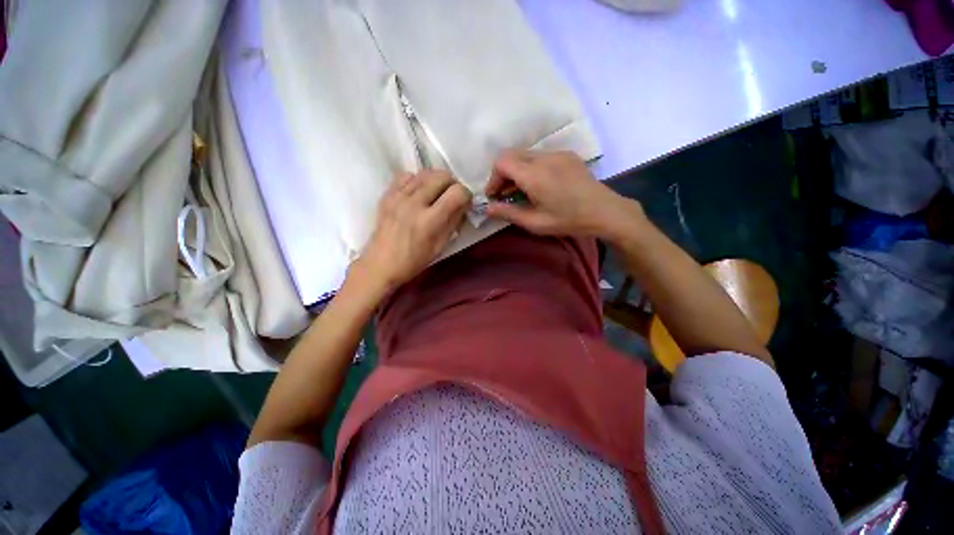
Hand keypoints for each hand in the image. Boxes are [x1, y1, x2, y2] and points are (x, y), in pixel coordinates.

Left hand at [355, 170, 470, 292]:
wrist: (380, 264)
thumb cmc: (414, 260)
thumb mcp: (440, 246)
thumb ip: (454, 222)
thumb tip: (464, 205)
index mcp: (430, 221)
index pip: (457, 193)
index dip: (466, 195)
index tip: (464, 203)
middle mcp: (414, 203)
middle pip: (442, 176)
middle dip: (453, 184)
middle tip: (452, 197)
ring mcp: (398, 196)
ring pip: (425, 172)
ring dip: (436, 180)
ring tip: (436, 194)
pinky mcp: (387, 194)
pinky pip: (406, 175)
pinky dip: (417, 180)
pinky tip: (418, 193)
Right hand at [485, 150, 644, 240]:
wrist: (605, 211)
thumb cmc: (569, 220)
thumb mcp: (535, 223)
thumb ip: (508, 213)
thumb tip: (487, 209)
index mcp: (535, 175)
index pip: (502, 162)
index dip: (493, 178)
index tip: (494, 196)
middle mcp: (544, 157)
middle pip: (511, 155)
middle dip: (502, 174)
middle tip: (505, 194)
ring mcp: (557, 153)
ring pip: (525, 155)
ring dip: (516, 170)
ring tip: (521, 191)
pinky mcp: (566, 155)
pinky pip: (540, 156)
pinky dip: (530, 168)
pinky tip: (539, 185)